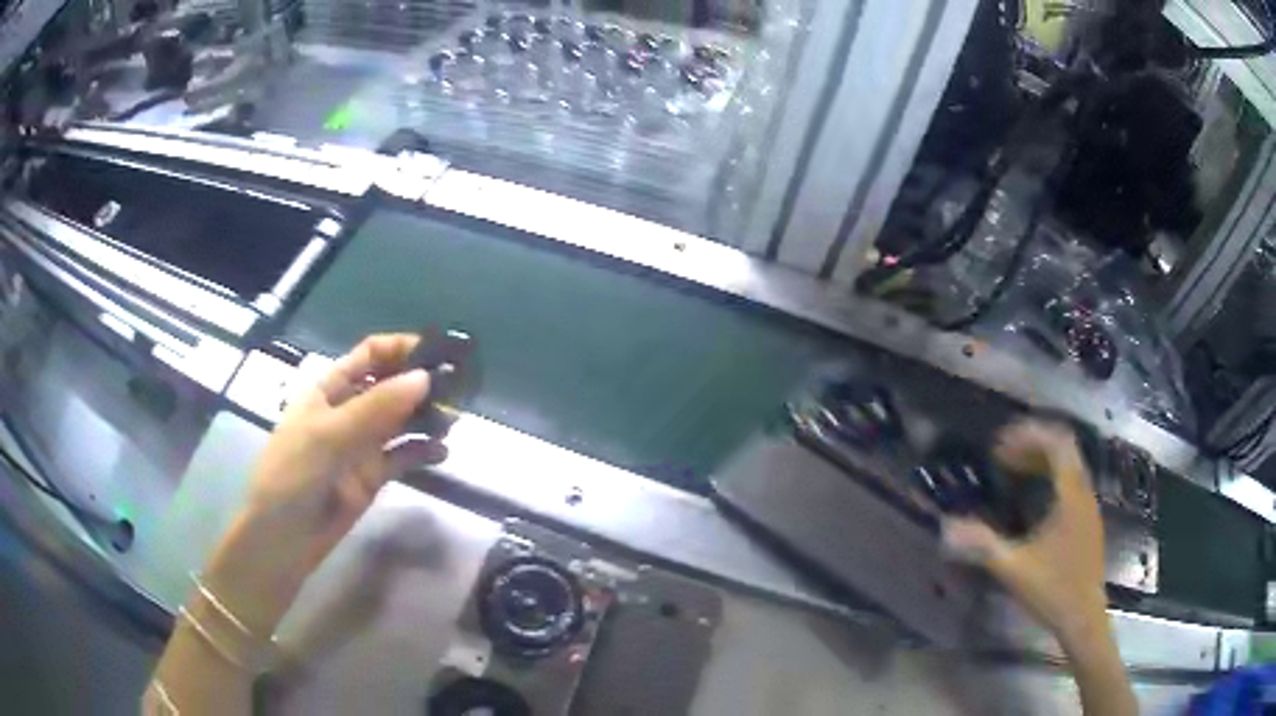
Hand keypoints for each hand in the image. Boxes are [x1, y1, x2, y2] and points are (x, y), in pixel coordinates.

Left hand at [202, 334, 446, 634]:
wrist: (283, 539)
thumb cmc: (292, 476)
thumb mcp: (328, 436)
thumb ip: (375, 408)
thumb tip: (424, 378)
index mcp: (329, 389)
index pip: (370, 356)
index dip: (401, 349)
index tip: (438, 355)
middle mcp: (348, 411)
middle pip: (390, 385)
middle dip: (421, 383)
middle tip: (458, 389)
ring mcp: (361, 445)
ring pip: (401, 421)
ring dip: (427, 416)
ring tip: (455, 421)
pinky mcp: (373, 476)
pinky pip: (403, 456)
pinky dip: (423, 451)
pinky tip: (442, 453)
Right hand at [942, 420, 1107, 640]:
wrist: (1083, 618)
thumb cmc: (1053, 590)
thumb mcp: (1014, 569)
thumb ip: (983, 546)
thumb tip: (947, 528)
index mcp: (1071, 495)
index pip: (1057, 443)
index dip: (1028, 435)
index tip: (999, 445)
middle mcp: (1084, 492)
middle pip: (1063, 449)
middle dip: (1032, 445)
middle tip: (1001, 456)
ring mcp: (1088, 507)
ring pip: (1068, 466)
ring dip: (1041, 461)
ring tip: (1012, 472)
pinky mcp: (1087, 521)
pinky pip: (1070, 482)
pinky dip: (1050, 478)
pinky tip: (1031, 501)